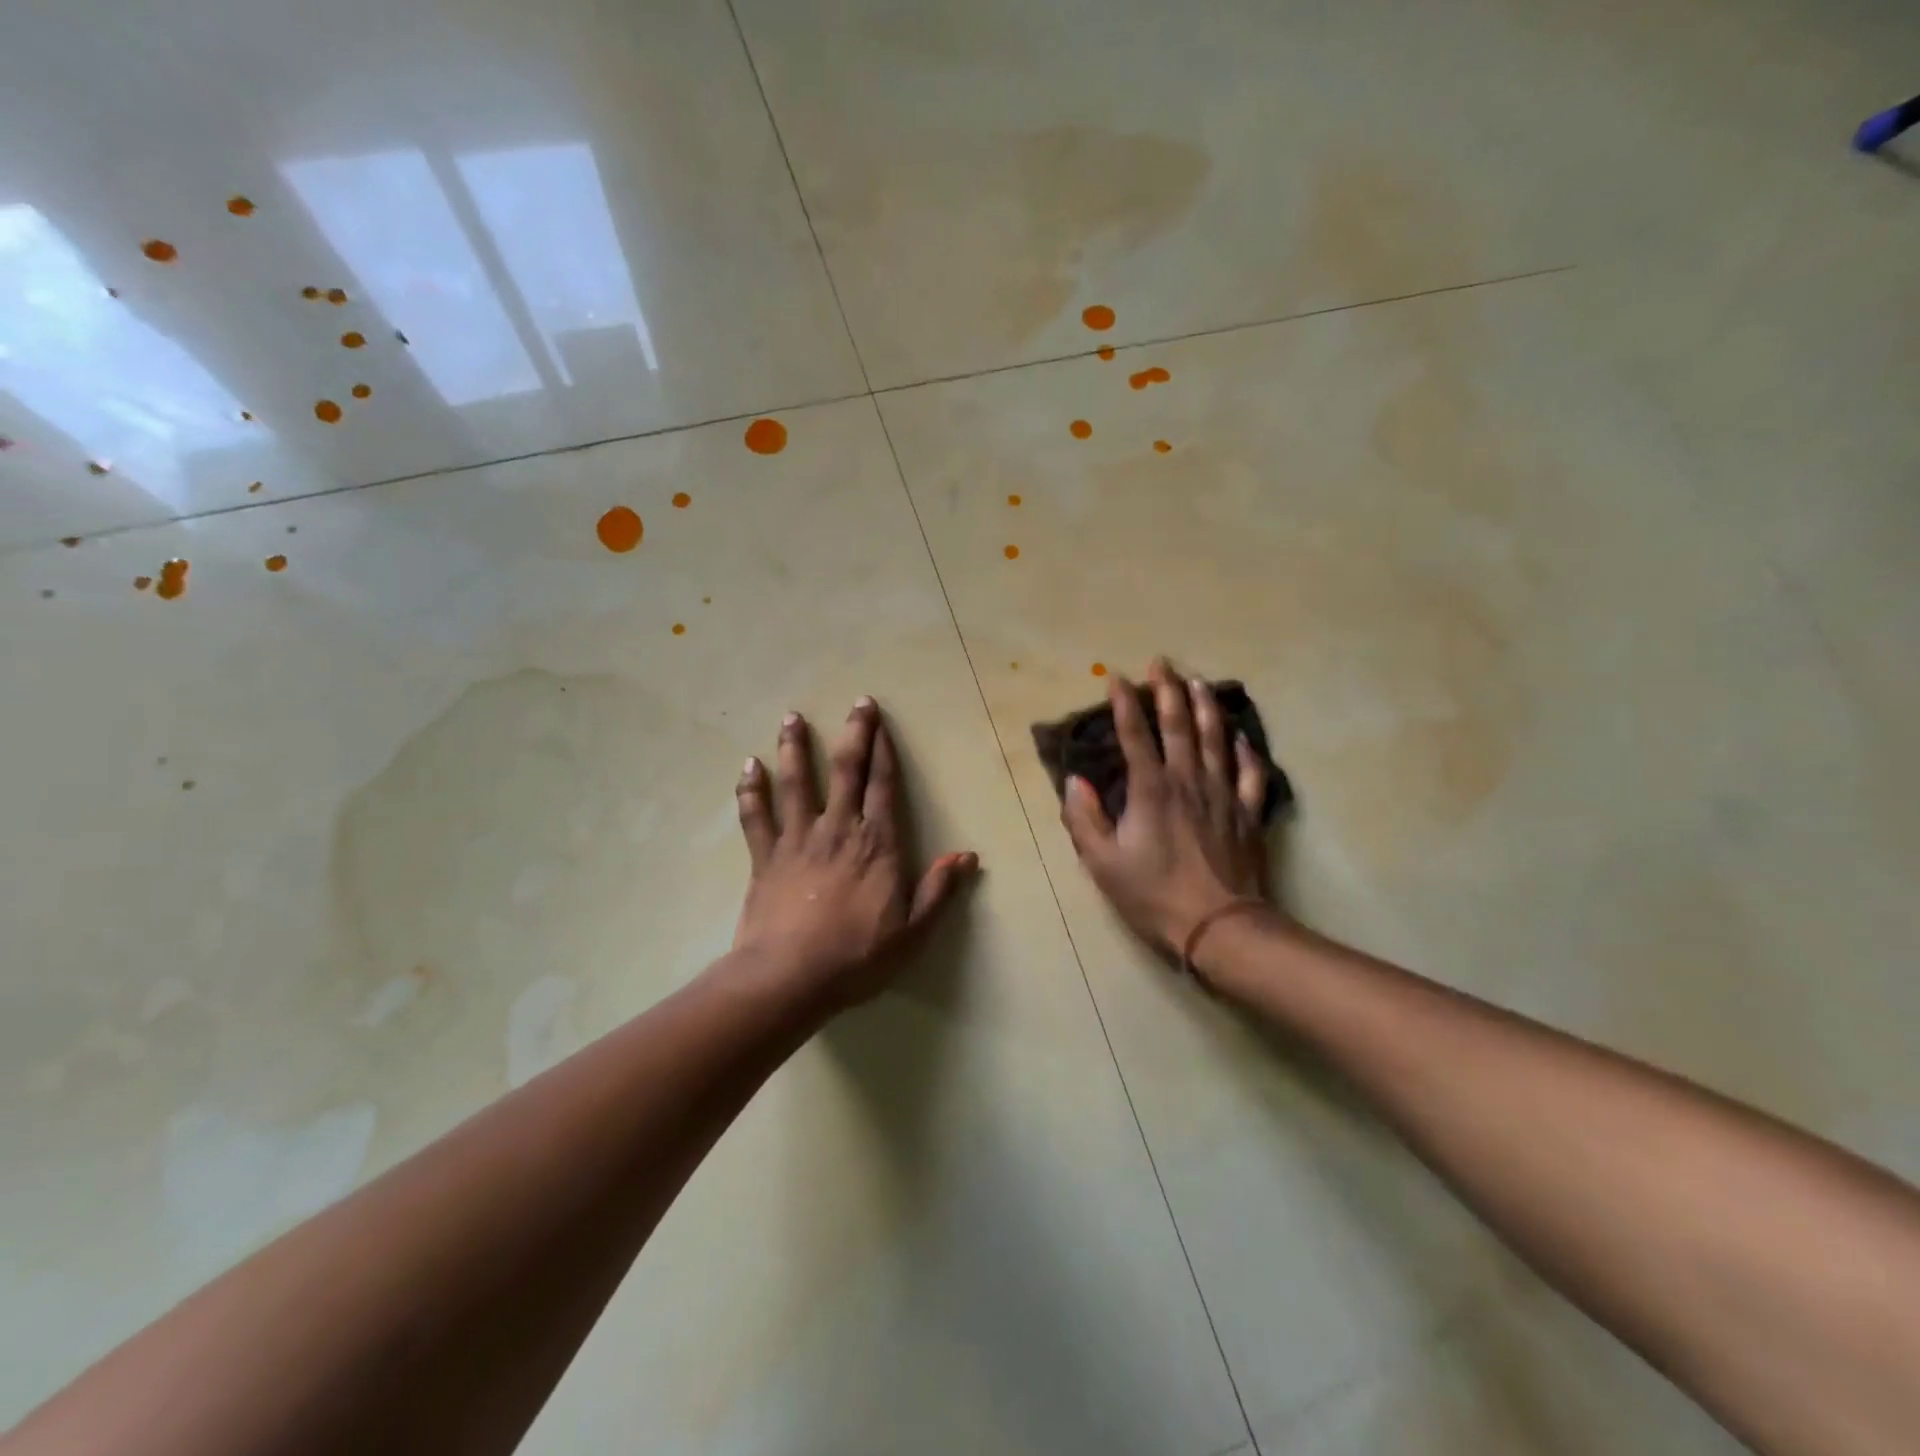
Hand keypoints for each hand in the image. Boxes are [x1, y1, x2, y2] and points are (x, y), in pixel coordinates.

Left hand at [732, 698, 977, 1011]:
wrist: (789, 978)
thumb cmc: (857, 956)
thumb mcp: (912, 932)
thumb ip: (939, 891)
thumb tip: (966, 856)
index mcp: (876, 843)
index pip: (883, 785)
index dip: (883, 750)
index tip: (881, 721)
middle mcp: (838, 829)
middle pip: (845, 771)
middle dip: (853, 734)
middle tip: (856, 703)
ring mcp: (797, 840)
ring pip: (796, 782)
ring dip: (795, 748)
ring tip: (793, 717)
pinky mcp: (764, 857)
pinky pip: (756, 816)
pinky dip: (751, 790)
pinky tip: (748, 766)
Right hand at [1061, 660, 1274, 959]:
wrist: (1219, 926)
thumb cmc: (1154, 895)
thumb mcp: (1103, 864)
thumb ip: (1085, 820)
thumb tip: (1075, 782)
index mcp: (1151, 790)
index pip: (1135, 736)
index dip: (1124, 704)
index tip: (1116, 677)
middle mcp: (1188, 781)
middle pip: (1179, 726)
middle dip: (1168, 691)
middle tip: (1162, 663)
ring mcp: (1223, 795)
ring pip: (1216, 740)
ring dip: (1206, 708)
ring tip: (1199, 682)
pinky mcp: (1247, 814)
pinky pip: (1251, 774)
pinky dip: (1247, 752)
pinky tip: (1242, 737)